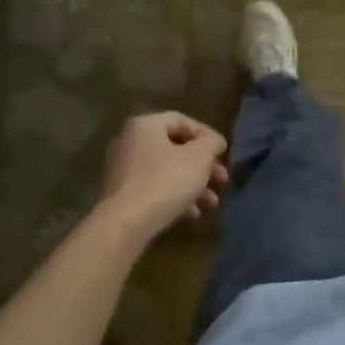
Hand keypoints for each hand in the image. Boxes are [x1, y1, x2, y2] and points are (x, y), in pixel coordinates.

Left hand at [99, 112, 229, 238]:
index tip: (223, 153)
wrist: (126, 223)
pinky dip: (175, 197)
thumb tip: (214, 141)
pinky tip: (192, 214)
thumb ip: (211, 143)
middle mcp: (129, 141)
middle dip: (203, 166)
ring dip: (193, 185)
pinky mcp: (122, 194)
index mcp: (145, 125)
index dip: (207, 135)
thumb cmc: (166, 181)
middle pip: (175, 148)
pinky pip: (154, 188)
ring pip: (167, 171)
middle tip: (221, 181)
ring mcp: (123, 169)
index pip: (182, 121)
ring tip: (211, 203)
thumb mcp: (199, 158)